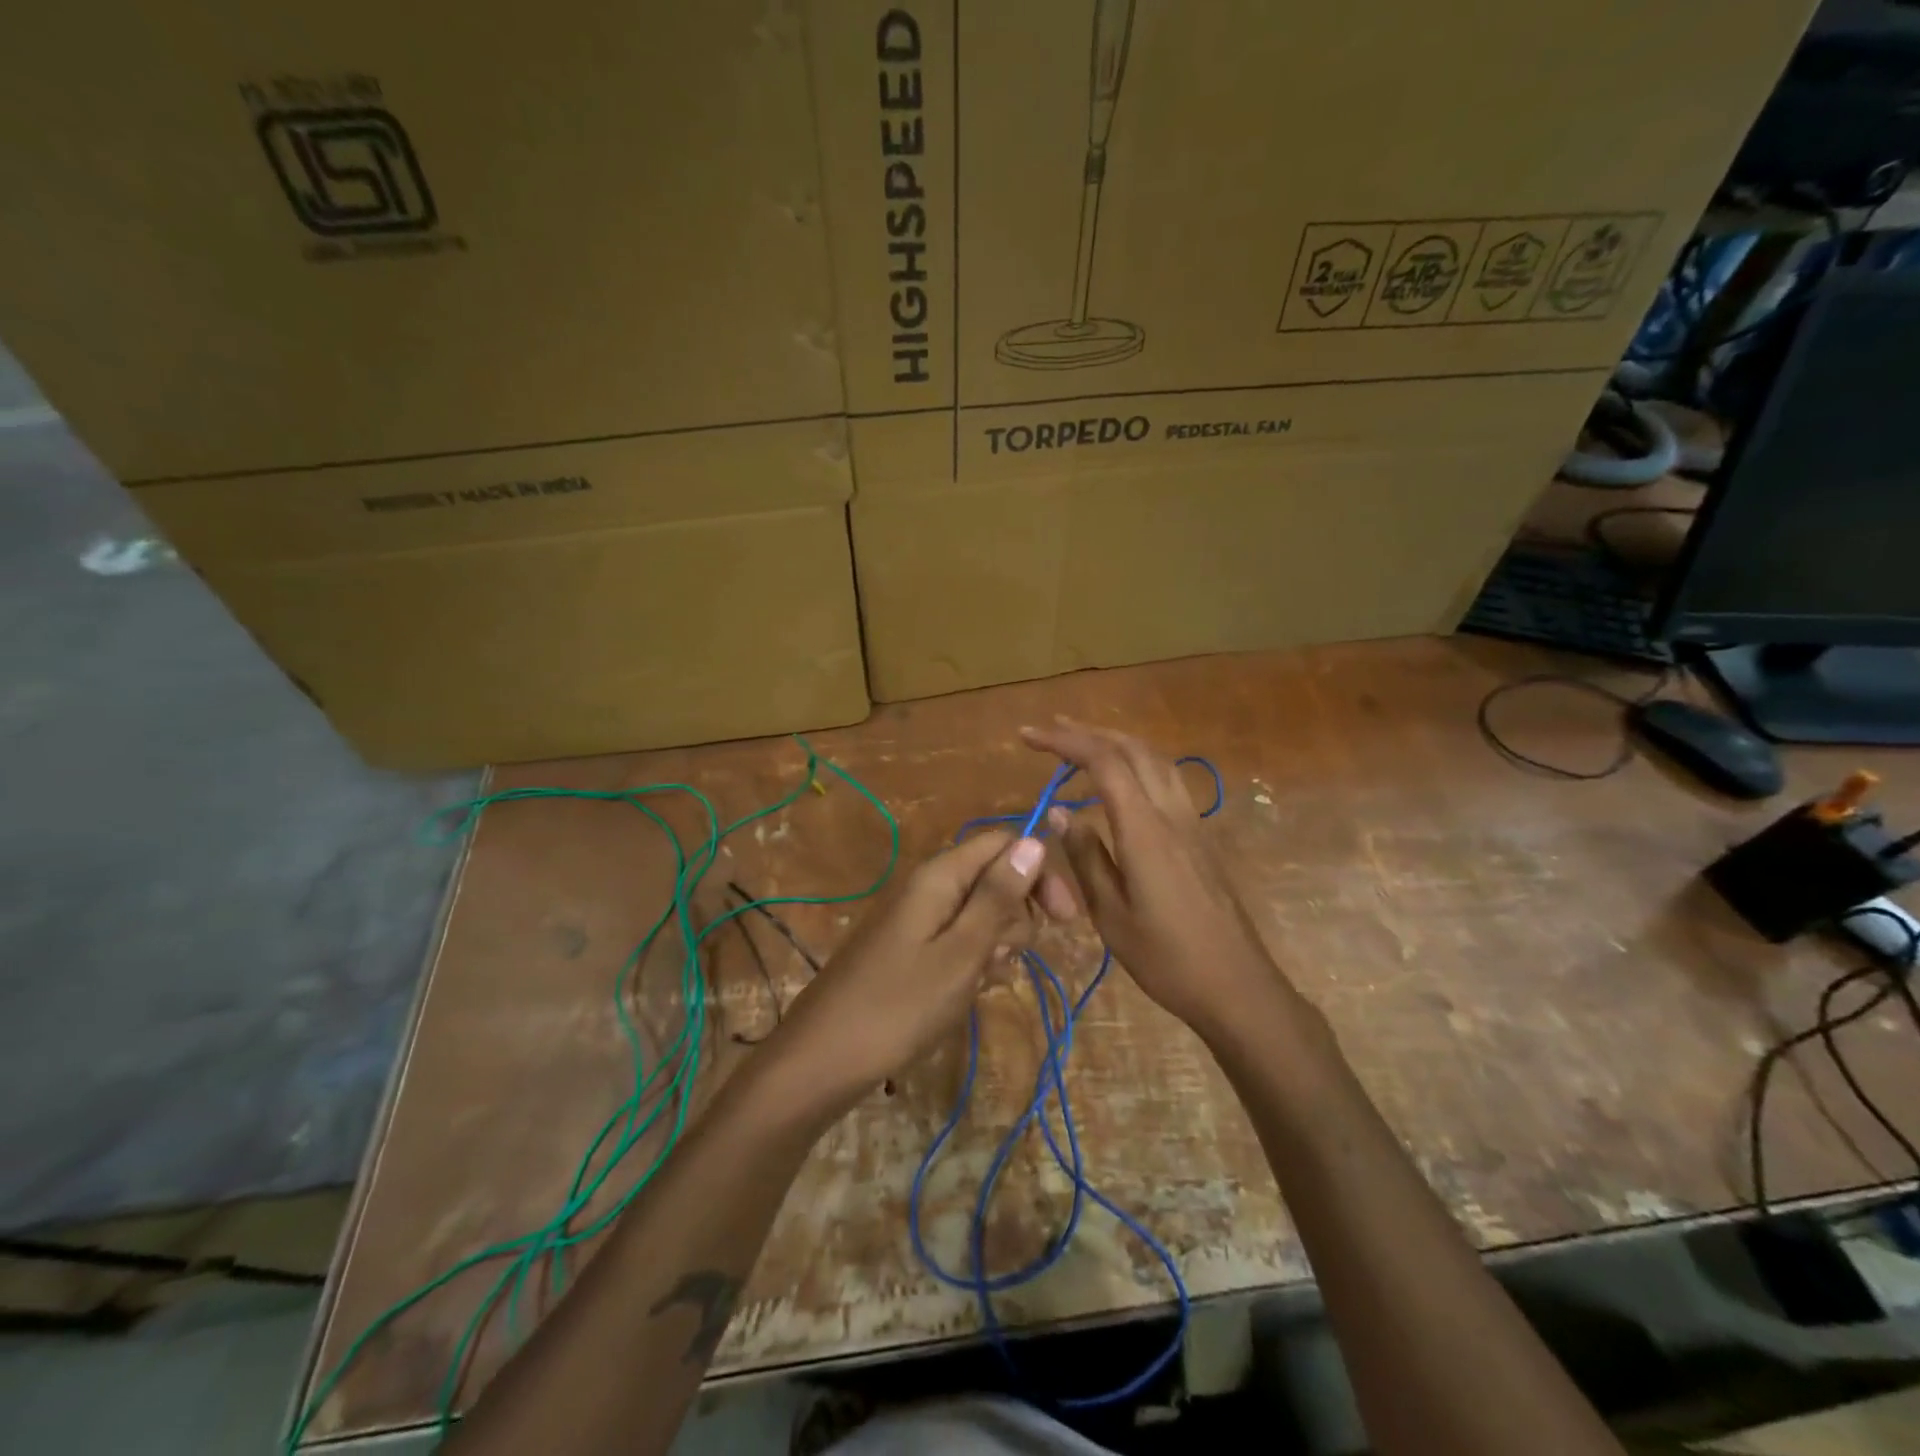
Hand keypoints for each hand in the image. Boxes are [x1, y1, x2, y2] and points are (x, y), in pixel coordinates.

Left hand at [766, 830, 1045, 1099]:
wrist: (824, 1060)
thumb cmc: (899, 1007)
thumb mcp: (961, 953)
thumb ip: (998, 896)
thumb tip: (1034, 841)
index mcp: (939, 875)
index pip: (1003, 843)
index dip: (1039, 871)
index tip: (1066, 918)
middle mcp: (929, 886)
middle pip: (995, 878)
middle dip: (1016, 917)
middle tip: (1003, 960)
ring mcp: (918, 919)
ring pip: (981, 914)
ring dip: (996, 945)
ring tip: (979, 983)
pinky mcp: (912, 949)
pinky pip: (959, 941)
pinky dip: (973, 962)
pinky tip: (968, 992)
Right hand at [1022, 719, 1299, 1039]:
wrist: (1237, 985)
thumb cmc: (1166, 958)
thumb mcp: (1111, 914)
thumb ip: (1086, 856)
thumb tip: (1061, 811)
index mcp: (1145, 830)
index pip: (1104, 763)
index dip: (1065, 742)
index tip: (1028, 737)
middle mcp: (1171, 814)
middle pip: (1132, 749)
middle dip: (1088, 732)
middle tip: (1049, 730)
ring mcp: (1191, 822)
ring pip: (1155, 759)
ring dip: (1116, 741)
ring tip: (1082, 742)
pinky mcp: (1200, 835)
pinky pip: (1167, 779)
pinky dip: (1137, 762)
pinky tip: (1123, 779)